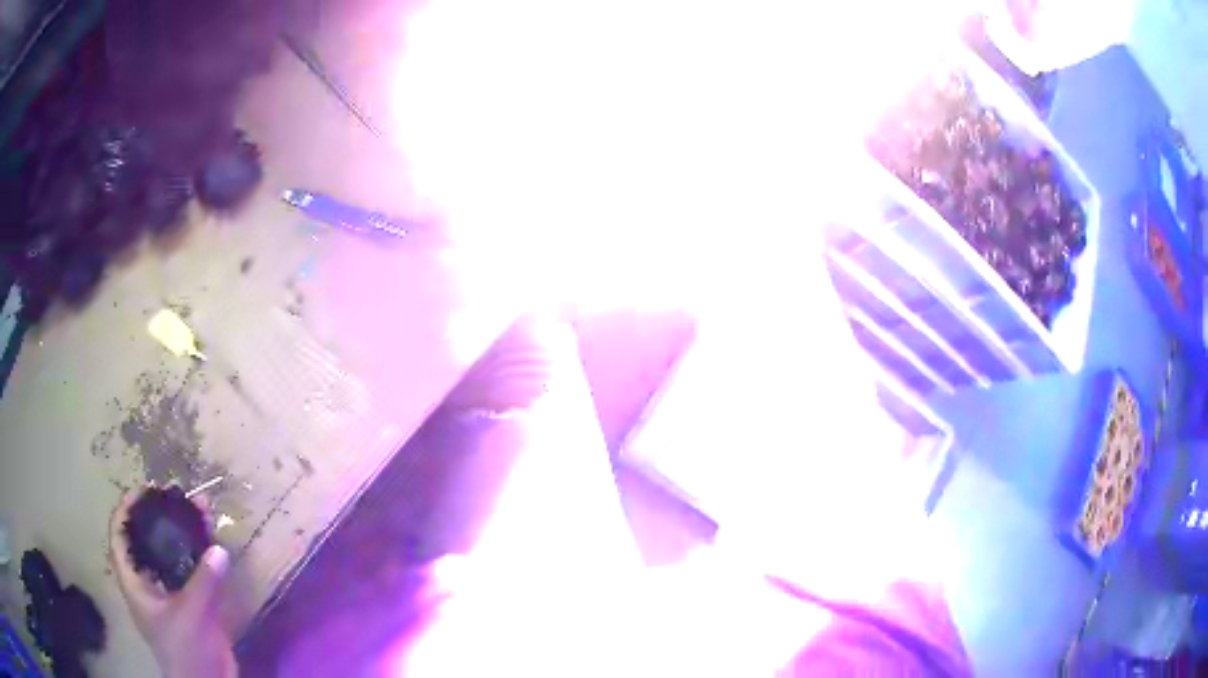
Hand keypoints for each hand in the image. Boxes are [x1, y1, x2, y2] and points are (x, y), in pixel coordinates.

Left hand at [109, 489, 236, 677]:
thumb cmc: (185, 650)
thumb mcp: (190, 616)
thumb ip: (204, 583)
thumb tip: (219, 549)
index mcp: (134, 582)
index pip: (120, 536)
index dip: (126, 510)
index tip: (144, 490)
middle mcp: (149, 582)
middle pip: (147, 540)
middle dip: (160, 516)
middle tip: (176, 495)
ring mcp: (171, 593)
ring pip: (173, 554)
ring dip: (185, 533)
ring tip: (201, 510)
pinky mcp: (193, 604)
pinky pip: (194, 572)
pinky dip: (203, 556)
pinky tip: (215, 544)